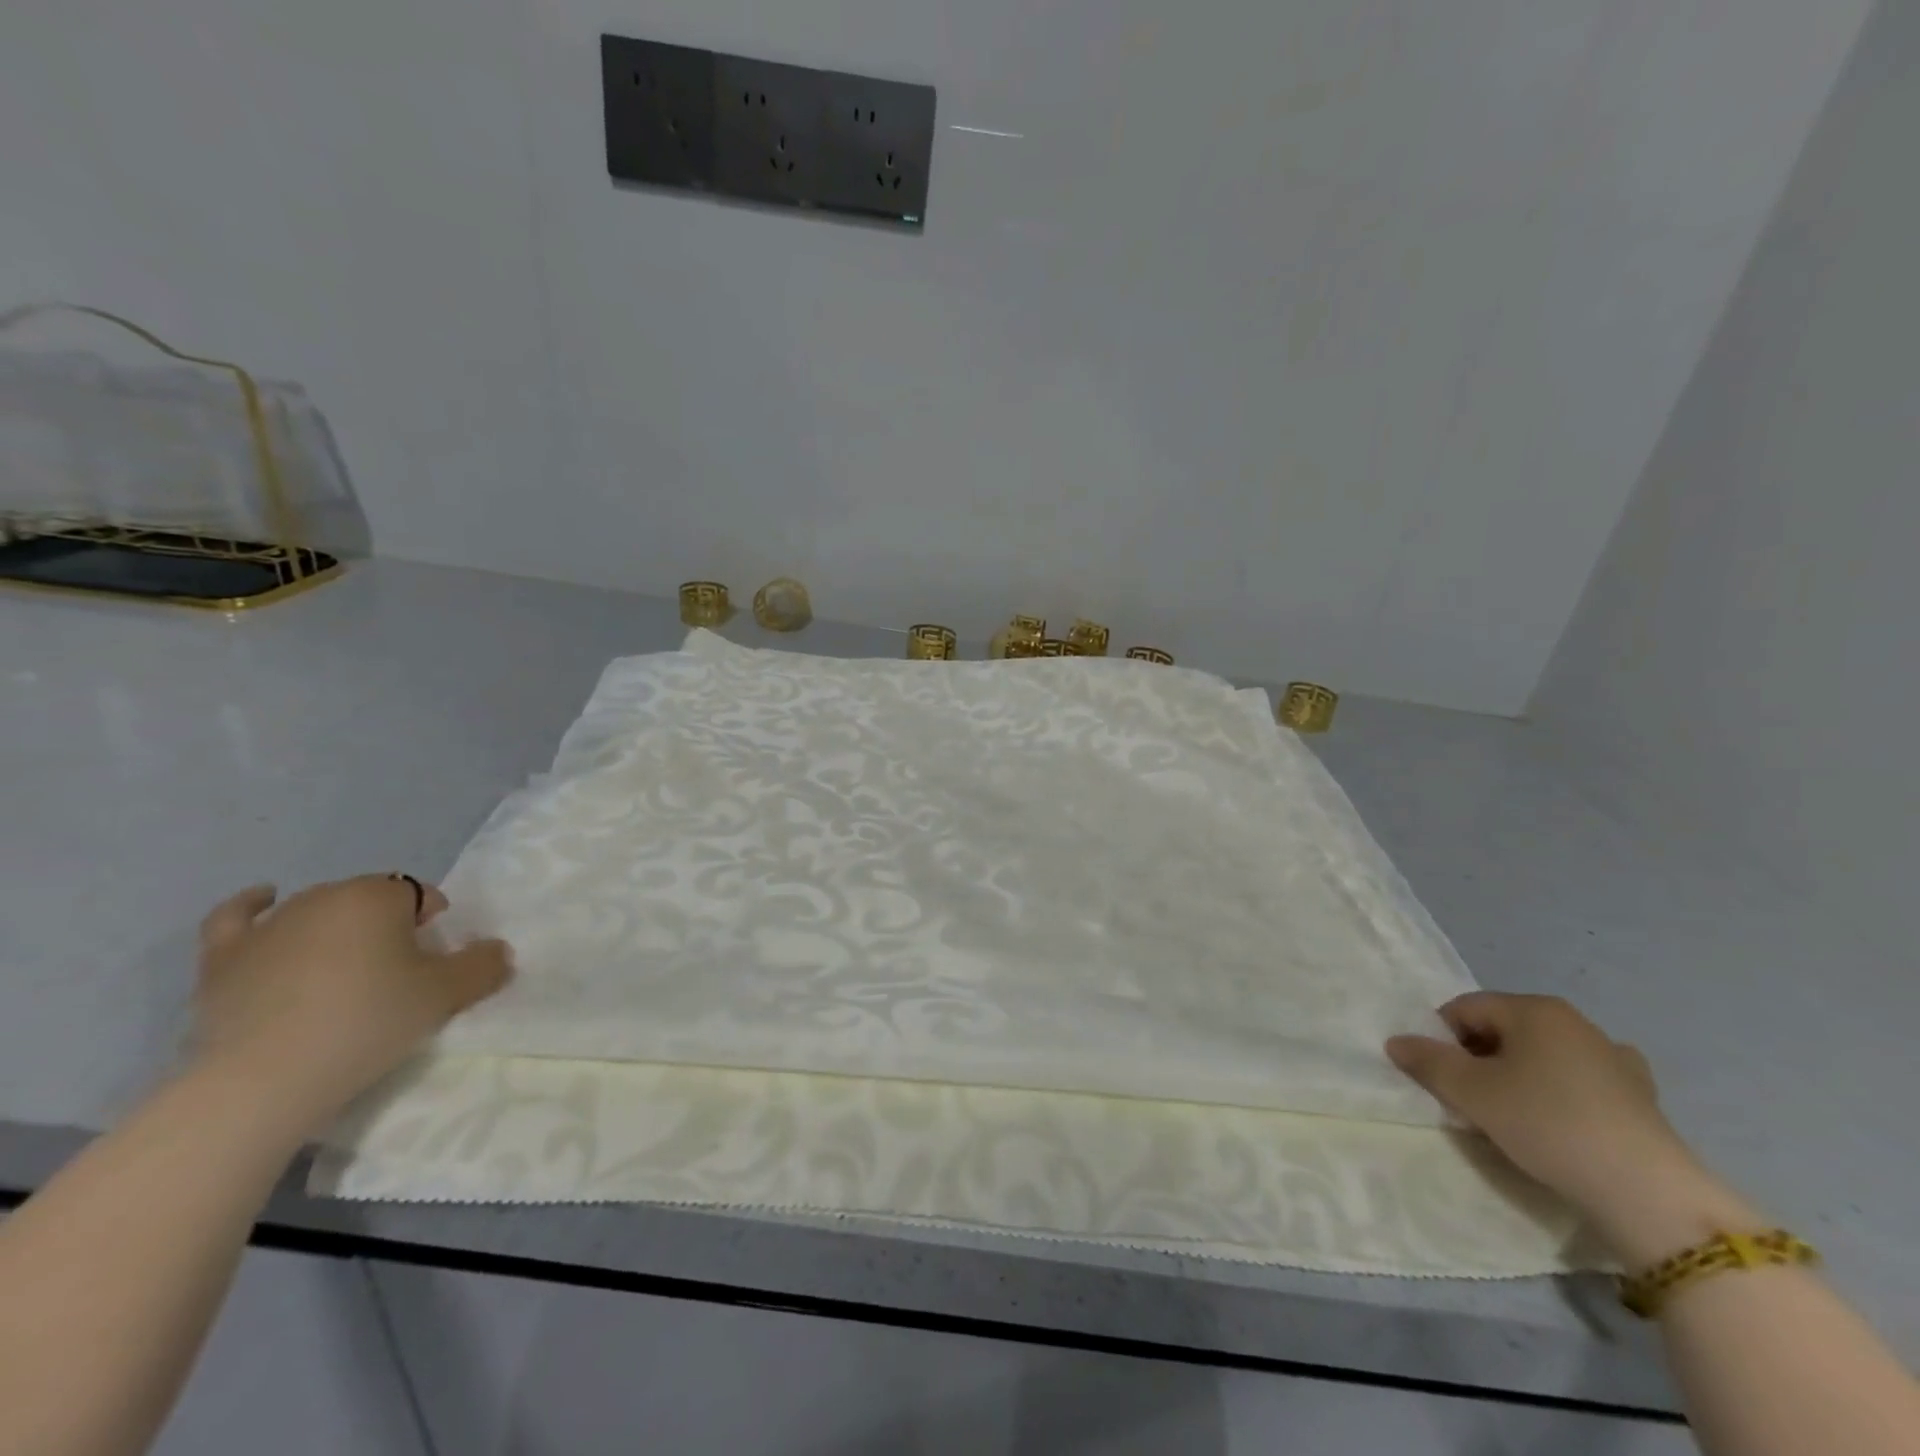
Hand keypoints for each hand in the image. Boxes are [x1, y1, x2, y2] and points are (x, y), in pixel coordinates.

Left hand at [192, 875, 512, 1132]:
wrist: (263, 1080)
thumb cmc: (367, 1022)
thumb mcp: (446, 995)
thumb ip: (482, 966)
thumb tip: (496, 950)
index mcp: (378, 895)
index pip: (419, 894)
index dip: (432, 923)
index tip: (434, 961)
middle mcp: (323, 897)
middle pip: (369, 901)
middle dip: (386, 925)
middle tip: (396, 971)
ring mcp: (268, 926)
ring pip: (316, 911)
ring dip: (336, 928)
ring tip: (345, 968)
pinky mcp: (222, 959)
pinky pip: (236, 917)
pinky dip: (252, 905)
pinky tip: (263, 899)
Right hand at [1386, 993, 1753, 1265]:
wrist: (1648, 1194)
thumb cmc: (1548, 1125)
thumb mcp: (1471, 1092)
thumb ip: (1427, 1061)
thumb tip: (1397, 1042)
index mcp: (1534, 1009)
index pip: (1465, 1008)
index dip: (1442, 1038)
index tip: (1441, 1078)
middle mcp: (1574, 1021)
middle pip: (1503, 1029)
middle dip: (1478, 1059)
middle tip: (1471, 1100)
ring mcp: (1614, 1057)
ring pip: (1541, 1055)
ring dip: (1518, 1077)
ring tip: (1513, 1116)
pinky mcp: (1640, 1096)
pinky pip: (1580, 1081)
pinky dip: (1560, 1092)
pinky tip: (1562, 1120)